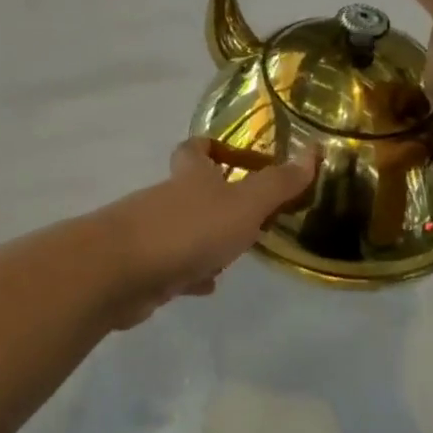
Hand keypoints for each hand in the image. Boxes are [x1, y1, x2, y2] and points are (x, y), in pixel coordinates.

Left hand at [93, 140, 316, 328]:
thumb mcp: (243, 205)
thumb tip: (311, 152)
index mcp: (191, 176)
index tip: (237, 156)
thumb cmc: (188, 229)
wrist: (121, 271)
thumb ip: (277, 184)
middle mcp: (169, 198)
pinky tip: (207, 285)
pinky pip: (174, 266)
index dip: (213, 146)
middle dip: (219, 200)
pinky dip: (191, 272)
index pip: (196, 148)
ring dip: (207, 239)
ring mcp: (153, 233)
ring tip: (237, 253)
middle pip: (192, 190)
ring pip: (185, 230)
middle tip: (252, 215)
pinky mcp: (145, 268)